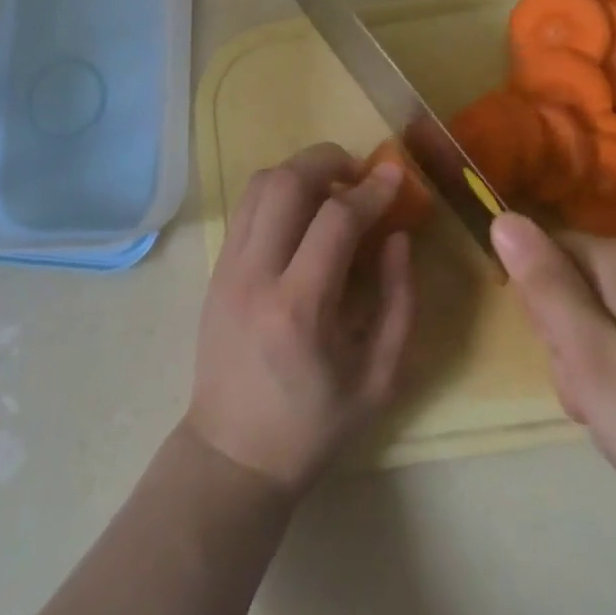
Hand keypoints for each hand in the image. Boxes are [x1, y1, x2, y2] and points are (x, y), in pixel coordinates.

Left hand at [186, 143, 416, 493]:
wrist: (233, 454)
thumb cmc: (314, 425)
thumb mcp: (379, 379)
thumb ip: (399, 302)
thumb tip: (398, 236)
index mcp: (299, 309)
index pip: (335, 220)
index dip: (371, 189)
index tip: (396, 176)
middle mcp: (255, 275)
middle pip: (286, 182)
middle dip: (328, 161)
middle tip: (360, 173)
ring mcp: (227, 268)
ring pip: (259, 184)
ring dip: (300, 170)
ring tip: (332, 186)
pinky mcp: (215, 268)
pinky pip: (247, 205)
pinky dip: (278, 189)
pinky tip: (303, 209)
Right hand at [491, 212, 615, 544]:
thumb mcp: (590, 357)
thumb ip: (543, 286)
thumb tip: (503, 217)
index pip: (544, 256)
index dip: (542, 311)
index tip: (567, 361)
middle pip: (577, 299)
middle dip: (577, 359)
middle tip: (603, 405)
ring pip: (609, 339)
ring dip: (608, 390)